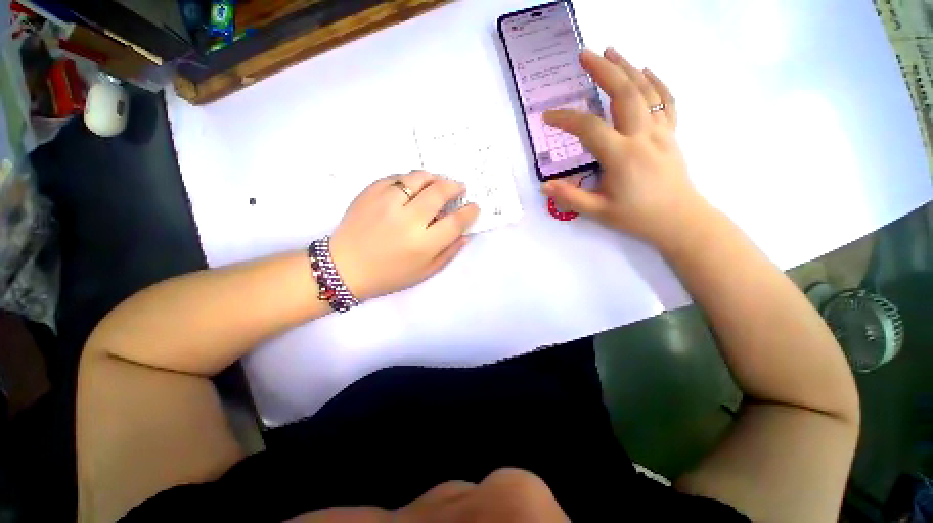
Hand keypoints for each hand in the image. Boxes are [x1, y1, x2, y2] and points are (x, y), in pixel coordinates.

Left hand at [329, 171, 478, 300]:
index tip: (474, 207)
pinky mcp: (369, 192)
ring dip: (434, 177)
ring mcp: (386, 203)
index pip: (455, 221)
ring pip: (418, 177)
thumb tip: (465, 234)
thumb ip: (448, 253)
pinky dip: (410, 179)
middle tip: (459, 187)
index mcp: (422, 244)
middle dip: (455, 186)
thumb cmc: (388, 275)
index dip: (469, 211)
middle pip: (439, 192)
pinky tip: (413, 186)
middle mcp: (407, 220)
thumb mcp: (424, 273)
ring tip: (438, 181)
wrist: (344, 268)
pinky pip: (396, 177)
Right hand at [542, 48, 709, 247]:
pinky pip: (666, 101)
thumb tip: (544, 186)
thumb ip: (570, 197)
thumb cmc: (637, 217)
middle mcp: (642, 137)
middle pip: (624, 93)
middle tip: (584, 54)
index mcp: (621, 156)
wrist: (680, 220)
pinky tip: (646, 70)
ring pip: (646, 91)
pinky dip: (656, 81)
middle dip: (603, 70)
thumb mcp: (598, 211)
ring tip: (610, 51)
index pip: (589, 128)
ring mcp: (661, 132)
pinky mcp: (671, 134)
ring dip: (627, 67)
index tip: (548, 117)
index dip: (566, 119)